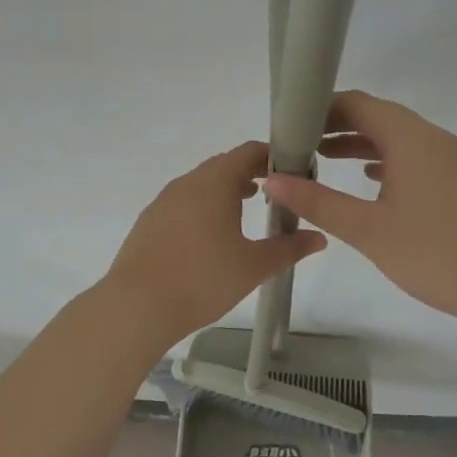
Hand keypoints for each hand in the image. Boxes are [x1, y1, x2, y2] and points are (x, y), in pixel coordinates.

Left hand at [104, 140, 327, 350]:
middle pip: (223, 165)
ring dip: (225, 191)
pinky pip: (183, 202)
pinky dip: (203, 207)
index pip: (248, 152)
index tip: (293, 173)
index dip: (272, 157)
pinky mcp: (149, 220)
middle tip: (275, 195)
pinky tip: (210, 236)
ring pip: (201, 184)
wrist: (137, 305)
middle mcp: (187, 182)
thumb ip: (288, 248)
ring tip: (245, 211)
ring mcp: (164, 200)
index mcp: (214, 182)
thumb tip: (319, 238)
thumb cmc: (202, 279)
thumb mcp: (253, 266)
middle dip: (251, 174)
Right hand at [262, 91, 456, 328]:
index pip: (358, 103)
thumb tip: (271, 179)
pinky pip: (417, 158)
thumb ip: (317, 201)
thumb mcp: (367, 229)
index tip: (290, 125)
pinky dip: (388, 162)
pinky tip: (373, 184)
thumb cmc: (436, 253)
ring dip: (362, 145)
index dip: (321, 108)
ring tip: (325, 160)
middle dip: (337, 126)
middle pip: (379, 117)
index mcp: (410, 137)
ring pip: (399, 139)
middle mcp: (434, 138)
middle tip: (300, 144)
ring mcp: (454, 160)